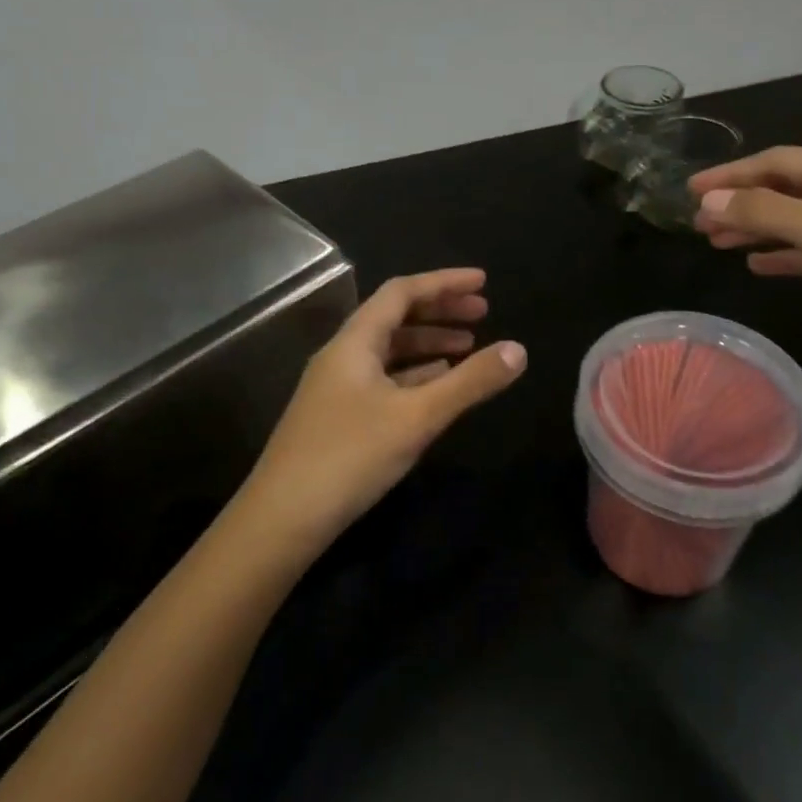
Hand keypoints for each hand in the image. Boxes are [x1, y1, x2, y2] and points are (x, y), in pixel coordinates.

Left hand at [237, 268, 526, 550]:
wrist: (281, 519)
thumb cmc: (350, 457)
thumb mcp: (418, 417)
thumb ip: (469, 382)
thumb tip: (519, 349)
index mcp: (354, 342)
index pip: (401, 293)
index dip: (444, 282)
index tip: (483, 282)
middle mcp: (342, 356)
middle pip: (394, 318)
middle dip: (440, 311)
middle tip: (483, 314)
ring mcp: (336, 389)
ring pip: (389, 352)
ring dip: (429, 345)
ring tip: (468, 349)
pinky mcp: (338, 418)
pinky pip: (383, 381)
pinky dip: (414, 376)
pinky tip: (437, 388)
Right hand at [690, 147, 801, 362]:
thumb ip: (768, 215)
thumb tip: (708, 201)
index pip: (779, 163)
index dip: (732, 173)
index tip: (690, 190)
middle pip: (787, 189)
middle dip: (741, 202)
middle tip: (697, 223)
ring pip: (798, 221)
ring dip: (757, 229)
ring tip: (716, 245)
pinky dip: (785, 256)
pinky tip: (759, 267)